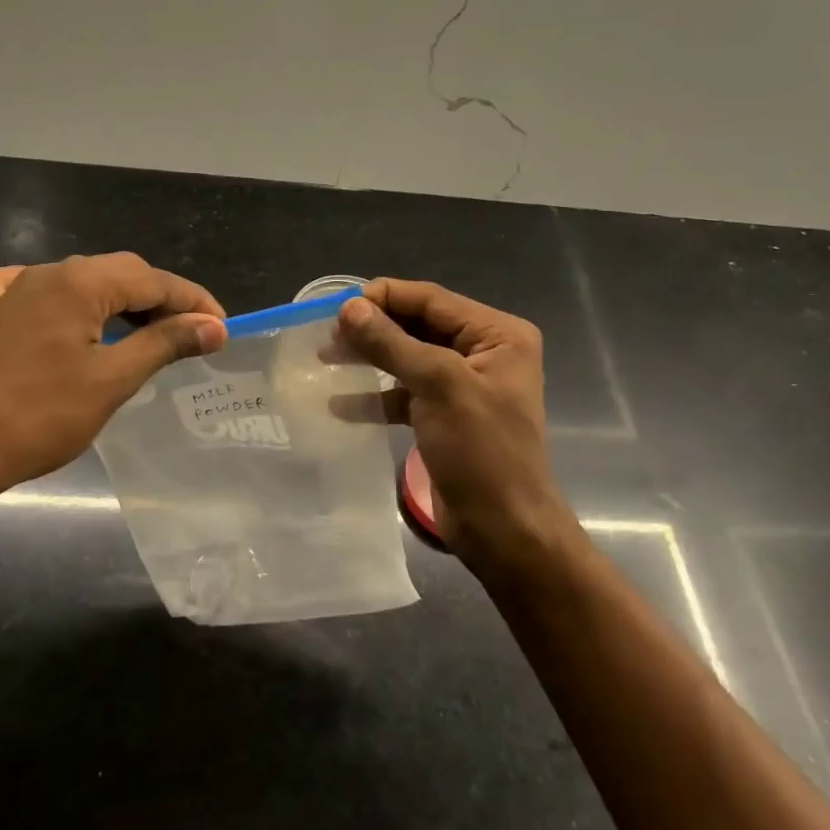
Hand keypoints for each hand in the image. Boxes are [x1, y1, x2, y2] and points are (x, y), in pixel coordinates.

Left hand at [0, 252, 225, 517]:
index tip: (222, 328)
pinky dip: (61, 300)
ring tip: (144, 333)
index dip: (193, 301)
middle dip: (160, 300)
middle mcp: (47, 273)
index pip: (153, 280)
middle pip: (119, 272)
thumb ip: (166, 343)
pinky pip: (32, 290)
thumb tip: (213, 326)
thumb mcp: (113, 379)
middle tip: (189, 336)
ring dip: (118, 301)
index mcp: (80, 282)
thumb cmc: (40, 417)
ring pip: (81, 281)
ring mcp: (12, 291)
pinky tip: (62, 315)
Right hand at [337, 279, 576, 574]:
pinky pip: (406, 394)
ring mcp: (464, 385)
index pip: (431, 299)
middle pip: (418, 325)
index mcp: (497, 334)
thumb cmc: (481, 451)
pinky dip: (376, 396)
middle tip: (326, 337)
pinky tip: (340, 404)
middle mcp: (484, 352)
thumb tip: (348, 307)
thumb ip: (391, 343)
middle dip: (373, 329)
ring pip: (408, 358)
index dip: (383, 298)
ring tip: (324, 360)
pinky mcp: (446, 416)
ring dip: (369, 358)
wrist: (504, 531)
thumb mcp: (437, 386)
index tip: (336, 308)